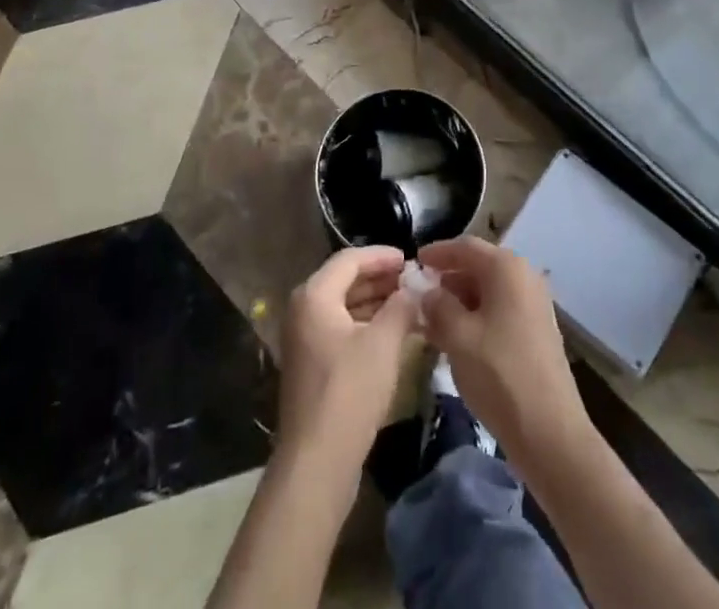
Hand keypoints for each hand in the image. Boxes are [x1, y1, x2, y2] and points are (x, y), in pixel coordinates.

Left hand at [279, 246, 421, 470]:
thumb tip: (415, 288)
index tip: (410, 258)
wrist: (317, 462)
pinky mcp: (312, 366)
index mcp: (314, 295)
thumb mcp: (383, 344)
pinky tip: (394, 333)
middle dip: (381, 279)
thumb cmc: (350, 392)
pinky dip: (367, 325)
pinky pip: (342, 330)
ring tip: (410, 304)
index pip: (350, 259)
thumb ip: (401, 307)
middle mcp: (303, 310)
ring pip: (345, 307)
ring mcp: (305, 340)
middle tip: (413, 280)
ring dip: (376, 303)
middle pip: (345, 281)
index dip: (382, 256)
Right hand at [417, 236, 592, 466]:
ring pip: (488, 292)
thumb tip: (427, 292)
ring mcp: (534, 305)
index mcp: (506, 268)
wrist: (550, 433)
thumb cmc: (499, 373)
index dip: (436, 253)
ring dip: (459, 302)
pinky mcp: (537, 331)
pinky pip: (500, 311)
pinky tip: (456, 339)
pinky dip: (476, 318)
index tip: (413, 263)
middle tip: (419, 296)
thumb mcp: (457, 336)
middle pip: (478, 267)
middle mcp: (524, 277)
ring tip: (431, 321)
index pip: (464, 246)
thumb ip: (437, 305)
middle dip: (447, 280)